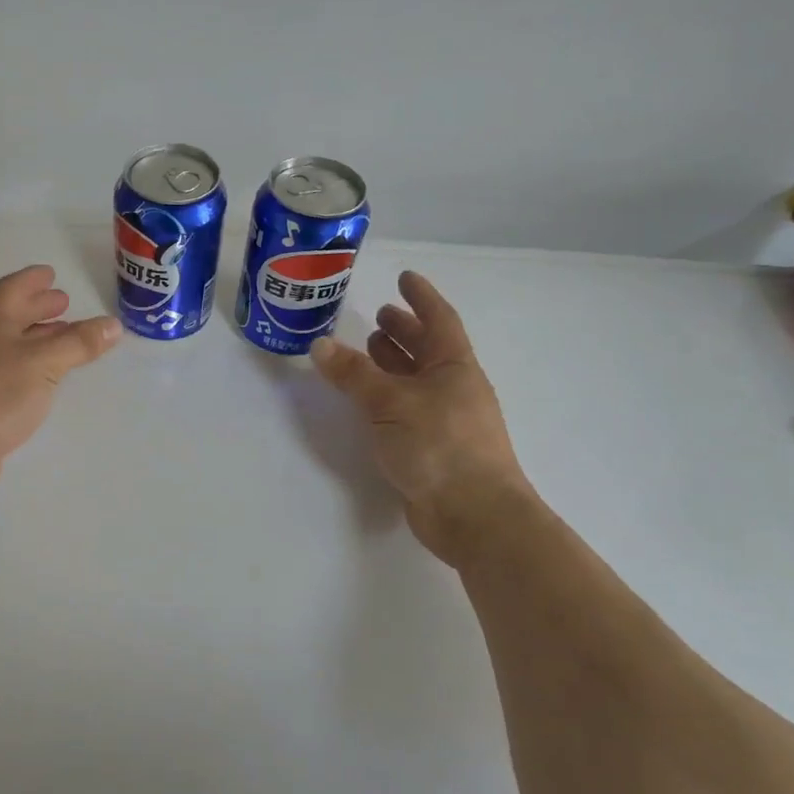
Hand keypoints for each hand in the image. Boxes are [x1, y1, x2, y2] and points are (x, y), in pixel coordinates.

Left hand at [0, 265, 120, 507]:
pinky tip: (39, 380)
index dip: (32, 280)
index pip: (12, 289)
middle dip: (36, 307)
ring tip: (60, 339)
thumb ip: (79, 343)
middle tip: (63, 304)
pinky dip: (24, 366)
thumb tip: (113, 324)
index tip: (51, 274)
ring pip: (5, 344)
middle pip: (7, 315)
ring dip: (32, 337)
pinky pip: (2, 371)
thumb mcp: (44, 363)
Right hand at [309, 271, 535, 562]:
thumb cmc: (440, 446)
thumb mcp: (391, 403)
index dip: (421, 298)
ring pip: (416, 380)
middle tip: (379, 316)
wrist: (474, 515)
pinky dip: (387, 396)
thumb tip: (319, 345)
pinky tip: (368, 400)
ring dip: (395, 362)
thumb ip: (354, 374)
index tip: (405, 278)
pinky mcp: (432, 448)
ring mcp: (445, 420)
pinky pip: (407, 409)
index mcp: (455, 368)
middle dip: (405, 331)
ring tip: (369, 349)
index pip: (439, 321)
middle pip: (429, 350)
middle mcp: (453, 389)